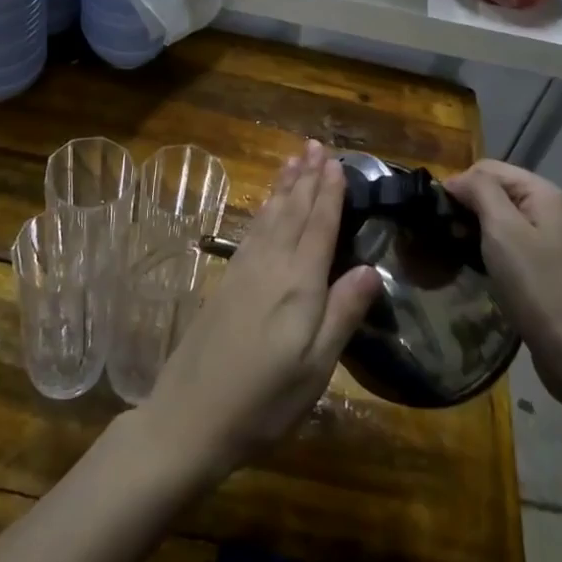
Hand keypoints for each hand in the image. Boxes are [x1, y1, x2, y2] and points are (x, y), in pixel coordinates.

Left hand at [136, 141, 380, 486]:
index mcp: (298, 285)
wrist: (190, 416)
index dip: (329, 194)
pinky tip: (266, 206)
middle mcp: (270, 266)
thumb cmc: (264, 401)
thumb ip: (342, 313)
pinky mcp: (227, 282)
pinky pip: (252, 231)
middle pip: (292, 212)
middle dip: (306, 177)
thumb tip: (372, 267)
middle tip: (315, 144)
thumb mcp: (315, 368)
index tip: (336, 162)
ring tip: (293, 160)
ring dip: (283, 187)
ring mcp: (244, 271)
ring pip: (270, 216)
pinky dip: (263, 210)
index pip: (319, 227)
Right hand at [443, 160, 561, 391]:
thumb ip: (480, 192)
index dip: (461, 184)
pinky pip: (519, 243)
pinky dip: (498, 248)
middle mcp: (558, 210)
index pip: (491, 168)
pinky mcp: (557, 268)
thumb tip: (458, 179)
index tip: (439, 215)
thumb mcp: (502, 230)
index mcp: (546, 194)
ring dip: (482, 229)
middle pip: (501, 191)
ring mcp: (561, 241)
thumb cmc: (536, 286)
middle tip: (447, 234)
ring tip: (461, 251)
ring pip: (508, 219)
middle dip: (471, 206)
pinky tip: (486, 268)